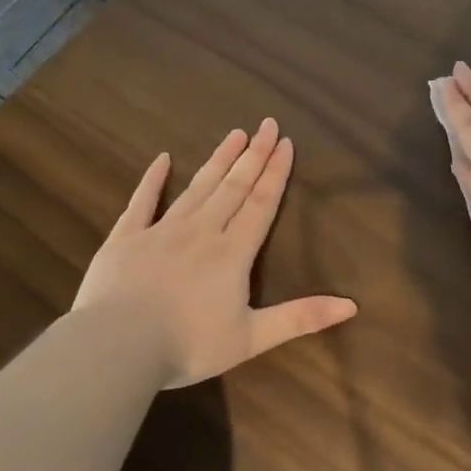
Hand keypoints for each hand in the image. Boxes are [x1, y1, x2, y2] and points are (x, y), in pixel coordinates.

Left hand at [73, 118, 357, 386]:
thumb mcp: (252, 338)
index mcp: (232, 253)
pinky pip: (142, 201)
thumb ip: (300, 318)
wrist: (117, 347)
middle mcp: (202, 231)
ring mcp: (161, 231)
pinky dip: (152, 179)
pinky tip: (162, 158)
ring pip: (197, 187)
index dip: (275, 173)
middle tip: (266, 123)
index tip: (285, 143)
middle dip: (253, 155)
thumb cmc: (188, 345)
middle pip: (233, 187)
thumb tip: (352, 305)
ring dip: (218, 160)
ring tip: (234, 133)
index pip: (261, 204)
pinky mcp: (125, 237)